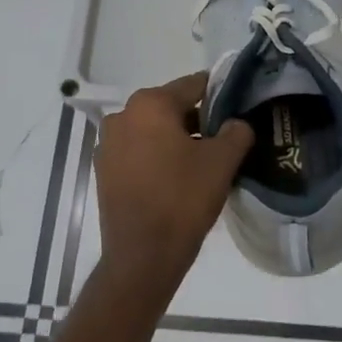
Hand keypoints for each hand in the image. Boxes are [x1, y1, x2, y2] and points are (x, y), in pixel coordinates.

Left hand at [95, 72, 253, 292]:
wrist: (143, 255)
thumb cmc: (183, 199)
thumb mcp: (222, 162)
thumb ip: (237, 132)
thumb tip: (237, 123)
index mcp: (150, 104)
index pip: (193, 85)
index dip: (219, 94)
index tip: (237, 108)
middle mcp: (122, 116)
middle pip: (170, 107)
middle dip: (197, 120)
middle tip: (224, 140)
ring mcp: (108, 144)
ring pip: (152, 130)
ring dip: (176, 140)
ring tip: (202, 162)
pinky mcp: (104, 171)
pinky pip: (138, 152)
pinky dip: (157, 157)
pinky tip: (176, 178)